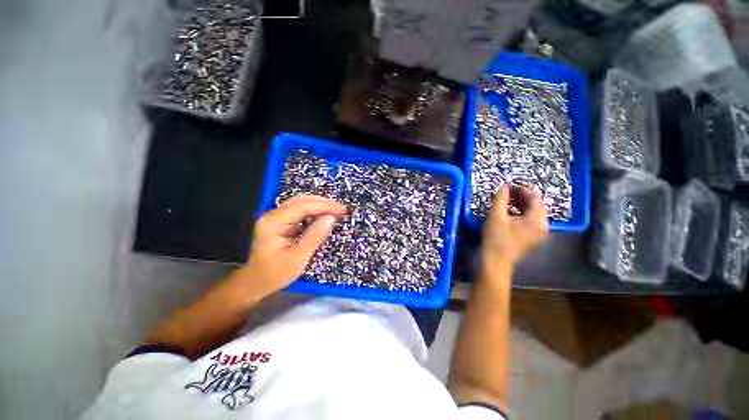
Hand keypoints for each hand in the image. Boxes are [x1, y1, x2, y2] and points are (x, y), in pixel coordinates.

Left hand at [240, 195, 345, 298]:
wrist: (255, 283)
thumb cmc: (275, 274)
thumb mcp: (298, 258)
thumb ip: (314, 236)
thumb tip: (331, 218)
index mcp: (273, 223)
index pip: (302, 207)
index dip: (324, 206)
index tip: (341, 210)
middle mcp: (272, 216)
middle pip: (300, 201)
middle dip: (323, 202)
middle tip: (341, 208)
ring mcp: (275, 218)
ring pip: (300, 203)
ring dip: (319, 204)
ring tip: (336, 209)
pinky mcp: (279, 222)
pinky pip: (298, 211)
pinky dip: (313, 211)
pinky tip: (323, 214)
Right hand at [481, 185, 548, 273]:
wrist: (496, 262)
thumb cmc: (496, 239)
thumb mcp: (496, 216)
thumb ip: (500, 199)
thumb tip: (504, 187)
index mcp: (537, 220)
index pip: (535, 197)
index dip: (522, 189)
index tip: (508, 186)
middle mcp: (543, 226)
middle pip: (536, 205)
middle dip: (522, 197)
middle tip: (506, 193)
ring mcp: (539, 234)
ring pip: (533, 213)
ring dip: (521, 205)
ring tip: (506, 201)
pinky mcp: (533, 238)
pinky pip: (531, 221)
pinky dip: (521, 214)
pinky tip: (509, 213)